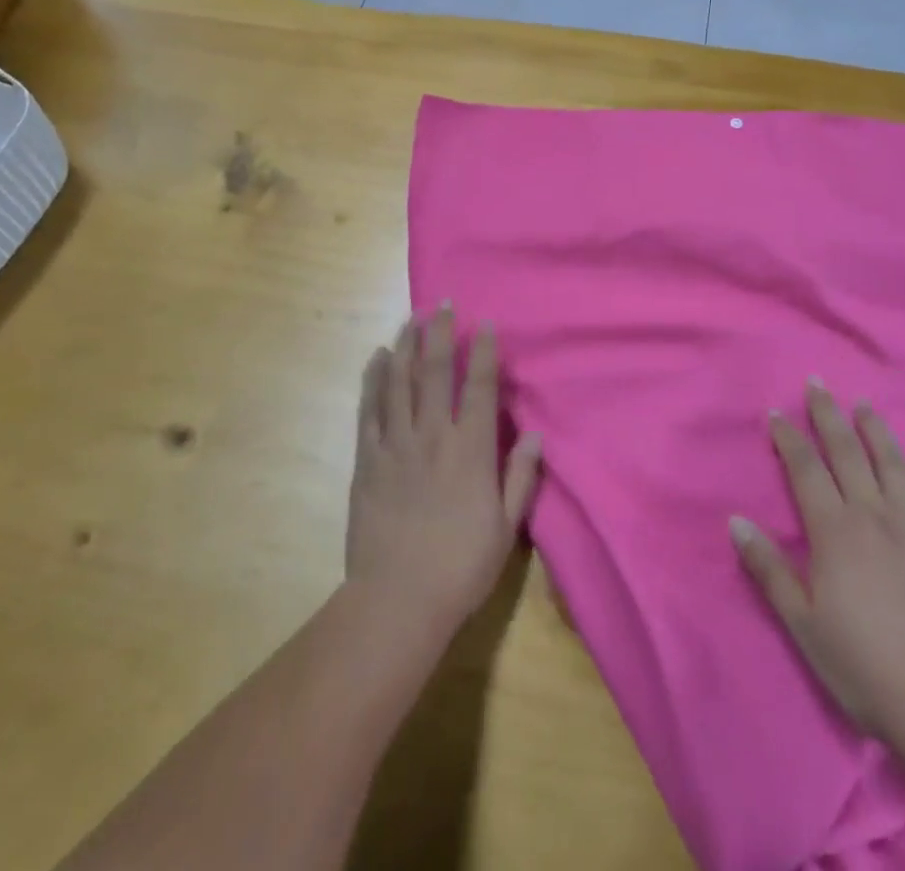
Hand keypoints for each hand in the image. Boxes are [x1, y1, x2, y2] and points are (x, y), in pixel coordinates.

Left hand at [345, 307, 541, 638]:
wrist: (397, 600)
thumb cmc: (460, 566)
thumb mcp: (505, 527)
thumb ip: (520, 477)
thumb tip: (536, 435)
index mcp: (471, 450)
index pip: (480, 387)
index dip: (483, 351)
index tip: (484, 324)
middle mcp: (433, 435)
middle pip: (436, 372)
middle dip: (441, 334)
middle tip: (442, 305)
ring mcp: (396, 444)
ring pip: (400, 382)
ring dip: (406, 346)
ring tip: (410, 318)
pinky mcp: (368, 459)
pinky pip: (370, 409)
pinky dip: (374, 379)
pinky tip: (377, 358)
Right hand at [731, 378, 904, 744]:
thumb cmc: (861, 663)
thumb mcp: (802, 622)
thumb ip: (768, 568)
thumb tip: (736, 521)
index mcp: (834, 530)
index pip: (806, 468)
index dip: (789, 437)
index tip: (776, 413)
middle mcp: (873, 514)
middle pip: (847, 451)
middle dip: (828, 414)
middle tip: (817, 383)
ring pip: (890, 462)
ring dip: (873, 429)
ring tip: (862, 405)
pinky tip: (904, 458)